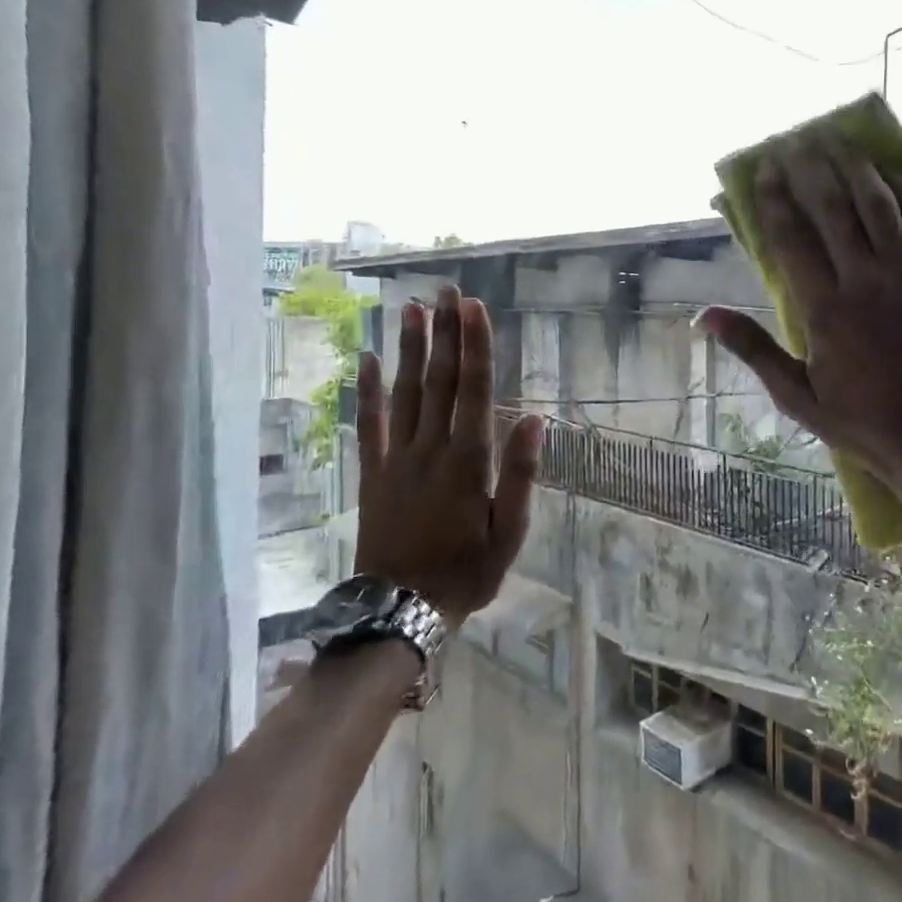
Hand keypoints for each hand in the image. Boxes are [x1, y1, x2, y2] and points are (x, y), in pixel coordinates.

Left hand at [354, 285, 544, 623]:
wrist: (400, 610)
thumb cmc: (467, 572)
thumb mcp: (509, 532)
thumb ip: (521, 473)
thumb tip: (534, 418)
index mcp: (468, 461)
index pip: (473, 390)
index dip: (474, 346)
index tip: (473, 308)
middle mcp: (430, 448)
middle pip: (438, 381)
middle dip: (444, 333)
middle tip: (446, 291)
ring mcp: (396, 459)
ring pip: (404, 393)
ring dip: (409, 349)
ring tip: (411, 309)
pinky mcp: (373, 473)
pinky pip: (369, 425)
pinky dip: (368, 391)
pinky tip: (367, 360)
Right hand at [698, 135, 901, 526]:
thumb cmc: (865, 425)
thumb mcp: (797, 397)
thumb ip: (754, 350)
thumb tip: (704, 316)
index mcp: (824, 309)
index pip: (791, 237)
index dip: (775, 199)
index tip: (765, 169)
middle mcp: (865, 280)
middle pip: (833, 208)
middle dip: (811, 169)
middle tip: (798, 140)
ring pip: (879, 206)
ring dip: (856, 169)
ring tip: (839, 142)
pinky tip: (895, 176)